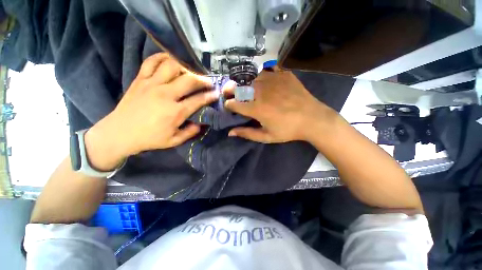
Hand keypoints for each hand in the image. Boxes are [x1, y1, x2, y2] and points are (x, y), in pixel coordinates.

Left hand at [84, 53, 217, 170]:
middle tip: (208, 81)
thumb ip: (190, 132)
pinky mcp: (140, 80)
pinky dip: (162, 57)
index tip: (216, 93)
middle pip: (189, 80)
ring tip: (191, 71)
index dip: (210, 96)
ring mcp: (151, 84)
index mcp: (175, 112)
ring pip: (172, 66)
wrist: (119, 133)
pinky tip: (170, 59)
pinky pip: (151, 62)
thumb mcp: (173, 141)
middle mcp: (165, 95)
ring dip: (185, 67)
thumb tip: (200, 123)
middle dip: (203, 80)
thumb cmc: (149, 138)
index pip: (198, 100)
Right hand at [224, 68, 338, 142]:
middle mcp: (261, 92)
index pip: (234, 103)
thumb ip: (247, 133)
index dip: (228, 104)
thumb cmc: (288, 130)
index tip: (229, 106)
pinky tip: (264, 80)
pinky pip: (268, 69)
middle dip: (230, 90)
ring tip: (247, 88)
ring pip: (251, 77)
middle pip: (239, 87)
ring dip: (246, 83)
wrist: (312, 119)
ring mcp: (272, 80)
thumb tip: (230, 133)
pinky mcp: (283, 74)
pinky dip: (262, 74)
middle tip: (231, 93)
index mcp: (256, 108)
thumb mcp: (266, 136)